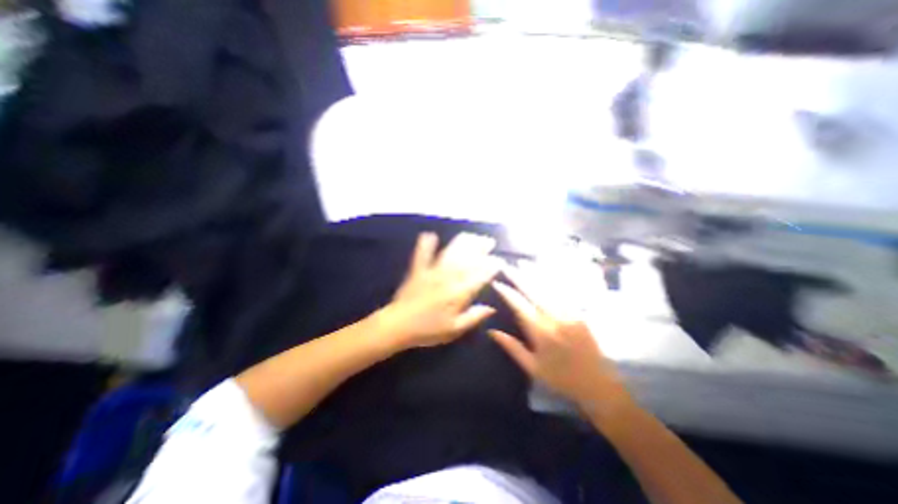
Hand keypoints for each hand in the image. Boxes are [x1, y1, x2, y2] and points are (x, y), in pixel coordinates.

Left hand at [381, 231, 500, 350]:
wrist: (398, 326)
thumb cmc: (428, 330)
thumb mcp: (455, 329)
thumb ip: (474, 317)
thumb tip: (491, 308)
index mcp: (458, 293)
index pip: (479, 275)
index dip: (491, 266)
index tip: (498, 260)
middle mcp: (448, 278)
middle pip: (467, 259)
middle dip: (480, 248)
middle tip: (489, 241)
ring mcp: (432, 271)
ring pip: (450, 252)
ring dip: (462, 242)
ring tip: (472, 236)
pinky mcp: (417, 270)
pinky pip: (422, 253)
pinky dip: (426, 243)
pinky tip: (431, 234)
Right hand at [490, 280, 629, 412]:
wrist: (598, 385)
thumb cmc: (560, 379)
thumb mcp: (532, 367)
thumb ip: (511, 347)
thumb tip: (491, 331)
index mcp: (541, 332)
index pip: (519, 305)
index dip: (507, 292)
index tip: (497, 282)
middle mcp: (555, 318)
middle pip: (534, 291)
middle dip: (519, 277)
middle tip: (508, 266)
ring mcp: (569, 313)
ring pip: (548, 289)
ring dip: (534, 275)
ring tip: (523, 264)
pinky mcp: (579, 314)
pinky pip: (561, 294)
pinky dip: (550, 283)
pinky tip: (544, 277)